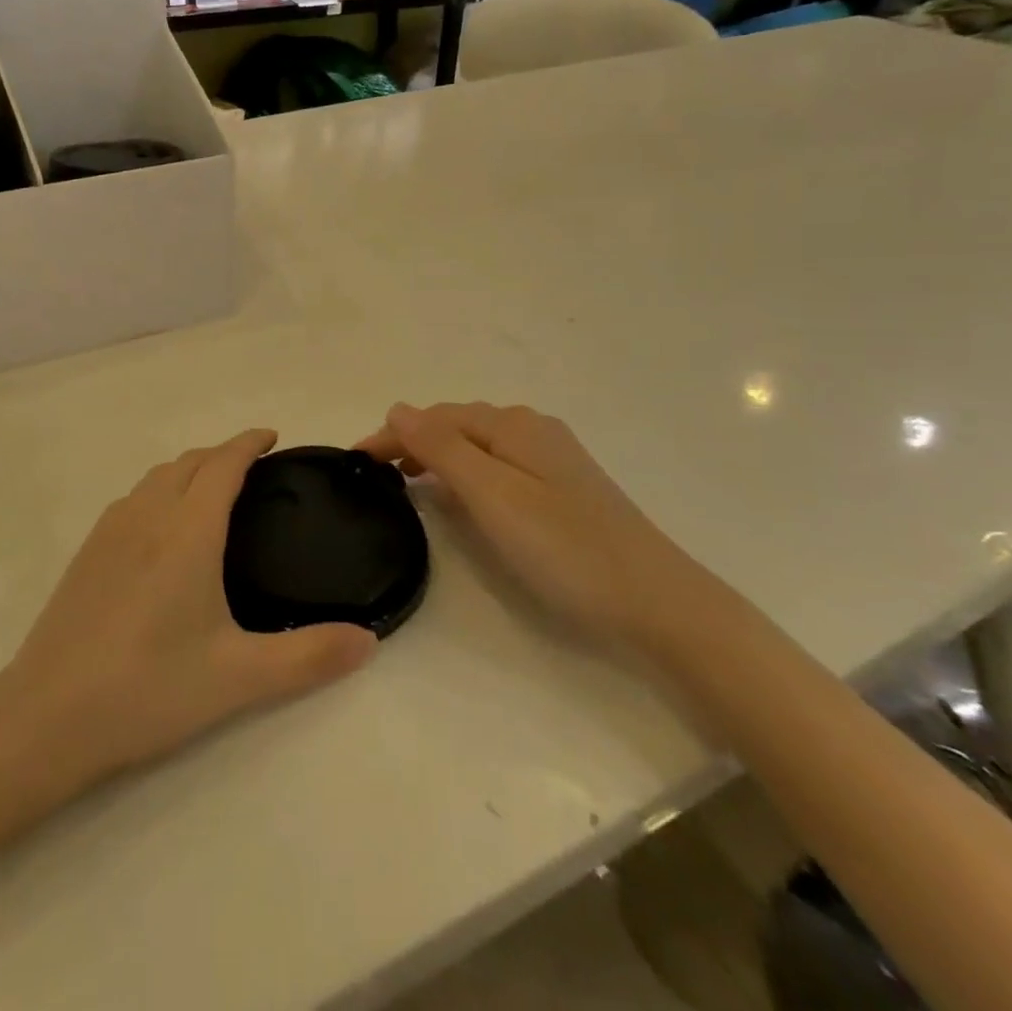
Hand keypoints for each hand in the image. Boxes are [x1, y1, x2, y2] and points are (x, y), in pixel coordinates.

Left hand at [3, 429, 377, 779]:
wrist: (48, 716)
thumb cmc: (150, 687)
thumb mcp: (239, 677)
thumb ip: (309, 657)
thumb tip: (369, 641)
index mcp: (187, 531)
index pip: (222, 464)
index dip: (248, 443)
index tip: (271, 437)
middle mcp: (147, 516)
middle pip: (188, 462)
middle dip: (221, 453)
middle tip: (252, 467)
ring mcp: (109, 531)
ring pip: (156, 477)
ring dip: (188, 469)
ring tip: (211, 490)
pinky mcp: (86, 553)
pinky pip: (132, 499)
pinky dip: (160, 490)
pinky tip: (162, 528)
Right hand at [357, 402, 711, 653]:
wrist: (657, 602)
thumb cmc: (564, 549)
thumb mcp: (492, 495)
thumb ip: (442, 448)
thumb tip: (398, 408)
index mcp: (513, 425)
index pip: (435, 418)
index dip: (392, 434)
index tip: (354, 461)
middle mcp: (532, 428)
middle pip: (457, 425)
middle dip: (413, 441)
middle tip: (376, 475)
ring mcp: (553, 457)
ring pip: (478, 444)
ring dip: (438, 455)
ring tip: (407, 480)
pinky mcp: (565, 486)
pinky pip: (499, 464)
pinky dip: (467, 471)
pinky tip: (462, 494)